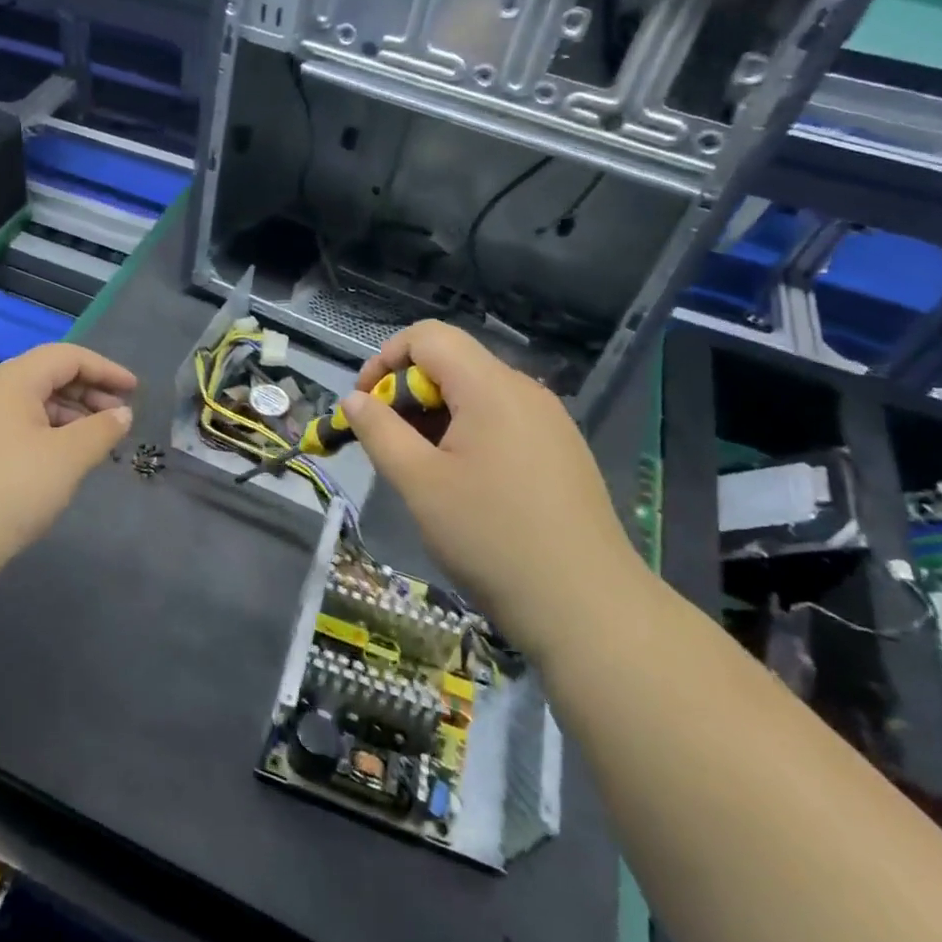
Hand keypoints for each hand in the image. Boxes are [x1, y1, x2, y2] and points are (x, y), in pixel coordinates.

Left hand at [0, 343, 135, 572]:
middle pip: (46, 376)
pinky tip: (60, 459)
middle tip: (119, 418)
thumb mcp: (67, 458)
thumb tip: (121, 414)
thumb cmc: (10, 490)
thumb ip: (101, 430)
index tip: (135, 391)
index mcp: (9, 381)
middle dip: (88, 393)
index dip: (105, 369)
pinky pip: (14, 426)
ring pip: (29, 403)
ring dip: (68, 414)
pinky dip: (46, 432)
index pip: (66, 357)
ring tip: (95, 441)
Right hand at [344, 321, 635, 657]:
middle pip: (452, 363)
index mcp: (490, 387)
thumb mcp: (418, 482)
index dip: (385, 359)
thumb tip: (354, 399)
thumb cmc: (490, 537)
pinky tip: (464, 484)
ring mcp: (550, 421)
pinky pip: (503, 421)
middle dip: (408, 393)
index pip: (428, 336)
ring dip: (436, 417)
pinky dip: (468, 435)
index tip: (365, 405)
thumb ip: (379, 431)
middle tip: (388, 445)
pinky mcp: (562, 451)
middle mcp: (525, 391)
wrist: (586, 606)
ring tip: (421, 470)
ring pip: (477, 395)